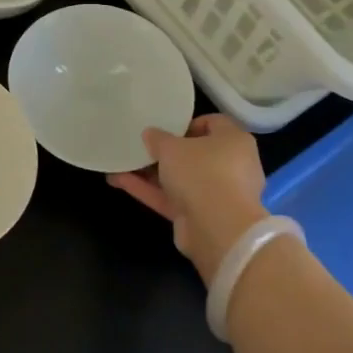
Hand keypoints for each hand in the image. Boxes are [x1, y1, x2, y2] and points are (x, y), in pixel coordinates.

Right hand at [108, 114, 267, 285]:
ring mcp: (216, 194)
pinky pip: (172, 198)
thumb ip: (158, 138)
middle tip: (141, 146)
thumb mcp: (172, 147)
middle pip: (195, 154)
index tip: (164, 127)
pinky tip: (119, 181)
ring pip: (180, 178)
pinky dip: (149, 190)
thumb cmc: (201, 172)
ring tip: (121, 164)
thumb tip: (150, 134)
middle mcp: (230, 165)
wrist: (217, 229)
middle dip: (166, 152)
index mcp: (233, 141)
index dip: (187, 123)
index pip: (213, 123)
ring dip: (151, 173)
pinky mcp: (200, 216)